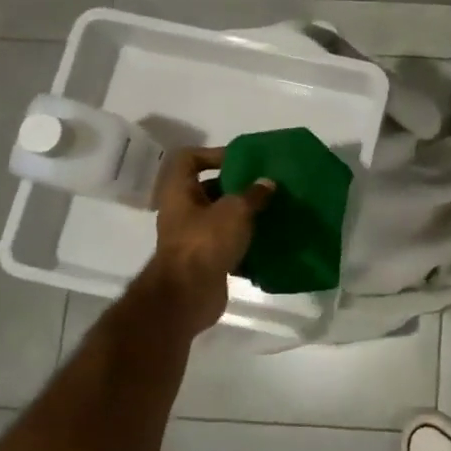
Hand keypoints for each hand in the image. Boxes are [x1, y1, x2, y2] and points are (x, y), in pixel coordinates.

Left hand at [138, 147, 273, 336]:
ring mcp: (192, 237)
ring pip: (220, 218)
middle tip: (265, 187)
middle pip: (208, 189)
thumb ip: (253, 194)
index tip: (242, 161)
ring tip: (271, 212)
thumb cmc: (205, 242)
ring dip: (244, 216)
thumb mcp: (235, 210)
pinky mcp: (204, 260)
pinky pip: (227, 244)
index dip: (213, 154)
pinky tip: (268, 241)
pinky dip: (245, 243)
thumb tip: (268, 183)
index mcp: (179, 191)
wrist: (188, 295)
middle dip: (237, 187)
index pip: (189, 159)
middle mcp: (182, 211)